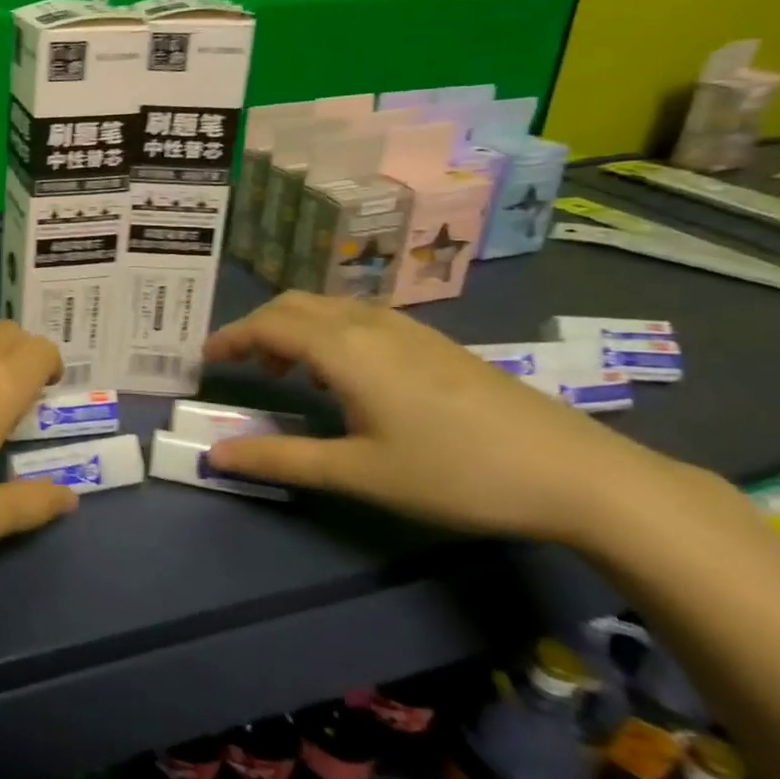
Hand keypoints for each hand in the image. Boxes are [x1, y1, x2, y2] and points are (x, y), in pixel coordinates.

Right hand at [201, 292, 704, 545]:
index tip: (205, 359)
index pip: (268, 325)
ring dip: (293, 328)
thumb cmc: (455, 472)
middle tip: (240, 365)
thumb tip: (214, 453)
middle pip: (294, 305)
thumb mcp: (359, 473)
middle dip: (258, 327)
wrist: (575, 472)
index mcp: (344, 348)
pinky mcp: (433, 341)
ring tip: (285, 372)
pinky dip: (327, 333)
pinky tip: (344, 375)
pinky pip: (358, 318)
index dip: (230, 337)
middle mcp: (369, 323)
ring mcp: (406, 328)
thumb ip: (281, 459)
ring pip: (328, 308)